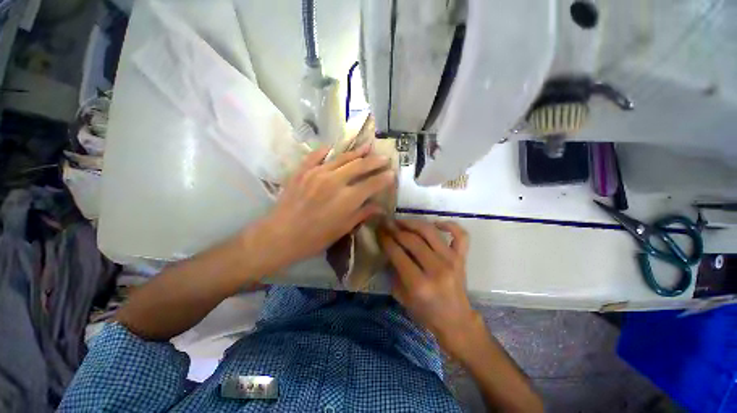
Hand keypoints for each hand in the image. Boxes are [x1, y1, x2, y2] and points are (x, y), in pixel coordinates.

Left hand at [254, 145, 394, 273]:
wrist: (280, 235)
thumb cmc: (315, 238)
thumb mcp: (343, 229)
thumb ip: (362, 214)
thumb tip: (379, 207)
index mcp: (347, 199)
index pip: (372, 184)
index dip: (384, 178)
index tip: (392, 174)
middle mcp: (335, 181)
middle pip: (360, 166)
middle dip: (375, 161)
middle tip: (385, 157)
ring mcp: (317, 173)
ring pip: (342, 157)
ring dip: (357, 152)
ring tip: (368, 146)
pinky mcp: (302, 170)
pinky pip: (317, 155)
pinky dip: (327, 150)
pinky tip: (335, 147)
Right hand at [378, 219, 480, 357]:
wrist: (456, 321)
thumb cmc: (425, 312)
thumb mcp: (402, 296)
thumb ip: (394, 271)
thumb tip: (388, 247)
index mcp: (419, 284)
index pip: (397, 253)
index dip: (385, 239)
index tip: (379, 230)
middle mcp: (436, 269)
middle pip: (412, 240)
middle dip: (396, 230)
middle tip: (387, 224)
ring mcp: (452, 261)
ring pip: (430, 232)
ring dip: (413, 223)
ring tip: (403, 221)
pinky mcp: (462, 258)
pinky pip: (460, 235)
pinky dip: (449, 225)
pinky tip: (436, 223)